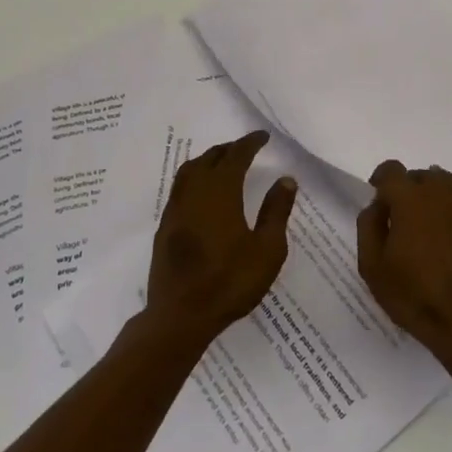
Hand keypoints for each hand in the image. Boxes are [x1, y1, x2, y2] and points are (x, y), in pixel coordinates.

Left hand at [143, 131, 295, 349]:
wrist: (180, 315)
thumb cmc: (230, 282)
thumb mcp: (266, 250)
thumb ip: (276, 211)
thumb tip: (285, 179)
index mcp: (220, 192)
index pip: (236, 156)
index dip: (250, 143)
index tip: (262, 136)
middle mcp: (194, 192)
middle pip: (210, 158)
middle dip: (229, 148)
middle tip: (246, 147)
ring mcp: (176, 208)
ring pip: (190, 170)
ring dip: (208, 160)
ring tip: (224, 163)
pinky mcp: (166, 226)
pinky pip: (180, 188)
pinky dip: (195, 177)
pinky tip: (203, 192)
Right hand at [357, 160, 451, 365]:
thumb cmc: (415, 296)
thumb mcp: (372, 267)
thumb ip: (368, 226)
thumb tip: (378, 205)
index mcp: (411, 199)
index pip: (392, 170)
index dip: (382, 181)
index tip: (380, 200)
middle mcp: (444, 193)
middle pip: (422, 176)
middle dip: (410, 191)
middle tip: (405, 221)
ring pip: (449, 187)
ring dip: (435, 199)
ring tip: (431, 229)